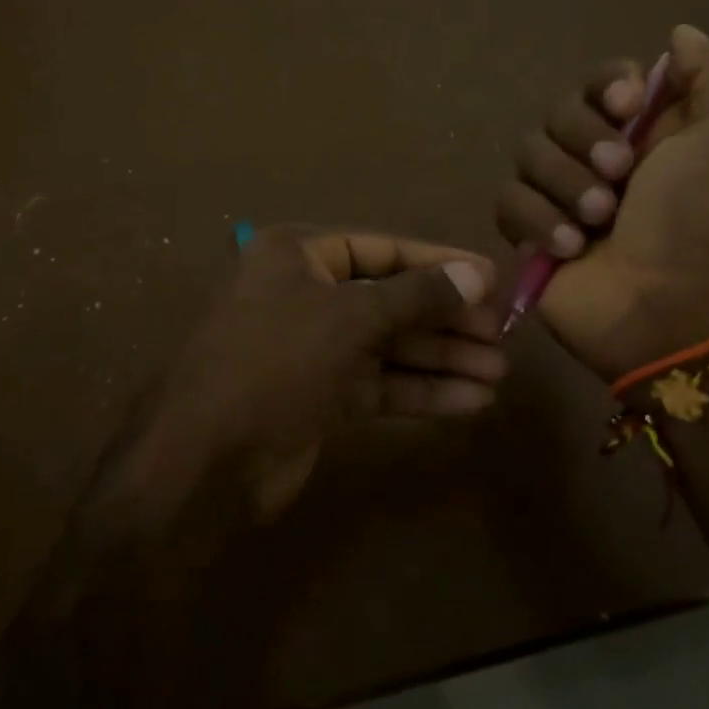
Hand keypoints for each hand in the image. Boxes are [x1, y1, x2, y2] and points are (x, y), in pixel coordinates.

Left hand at [136, 227, 500, 522]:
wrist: (206, 459)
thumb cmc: (276, 362)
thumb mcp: (350, 318)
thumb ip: (416, 296)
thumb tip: (477, 273)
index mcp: (298, 255)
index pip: (382, 249)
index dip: (438, 262)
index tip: (492, 278)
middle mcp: (305, 293)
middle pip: (390, 300)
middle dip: (446, 320)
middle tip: (503, 336)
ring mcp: (312, 348)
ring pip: (389, 346)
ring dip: (441, 359)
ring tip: (498, 373)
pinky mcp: (320, 395)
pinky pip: (380, 385)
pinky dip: (421, 392)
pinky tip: (470, 402)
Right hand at [495, 25, 708, 380]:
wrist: (672, 308)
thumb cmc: (707, 220)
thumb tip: (679, 33)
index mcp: (647, 130)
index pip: (602, 80)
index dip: (606, 86)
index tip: (628, 105)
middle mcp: (599, 156)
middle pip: (558, 113)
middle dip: (585, 142)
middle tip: (620, 176)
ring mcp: (560, 196)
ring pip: (527, 155)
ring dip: (565, 186)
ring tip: (598, 221)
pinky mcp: (529, 233)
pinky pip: (507, 202)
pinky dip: (538, 221)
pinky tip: (570, 248)